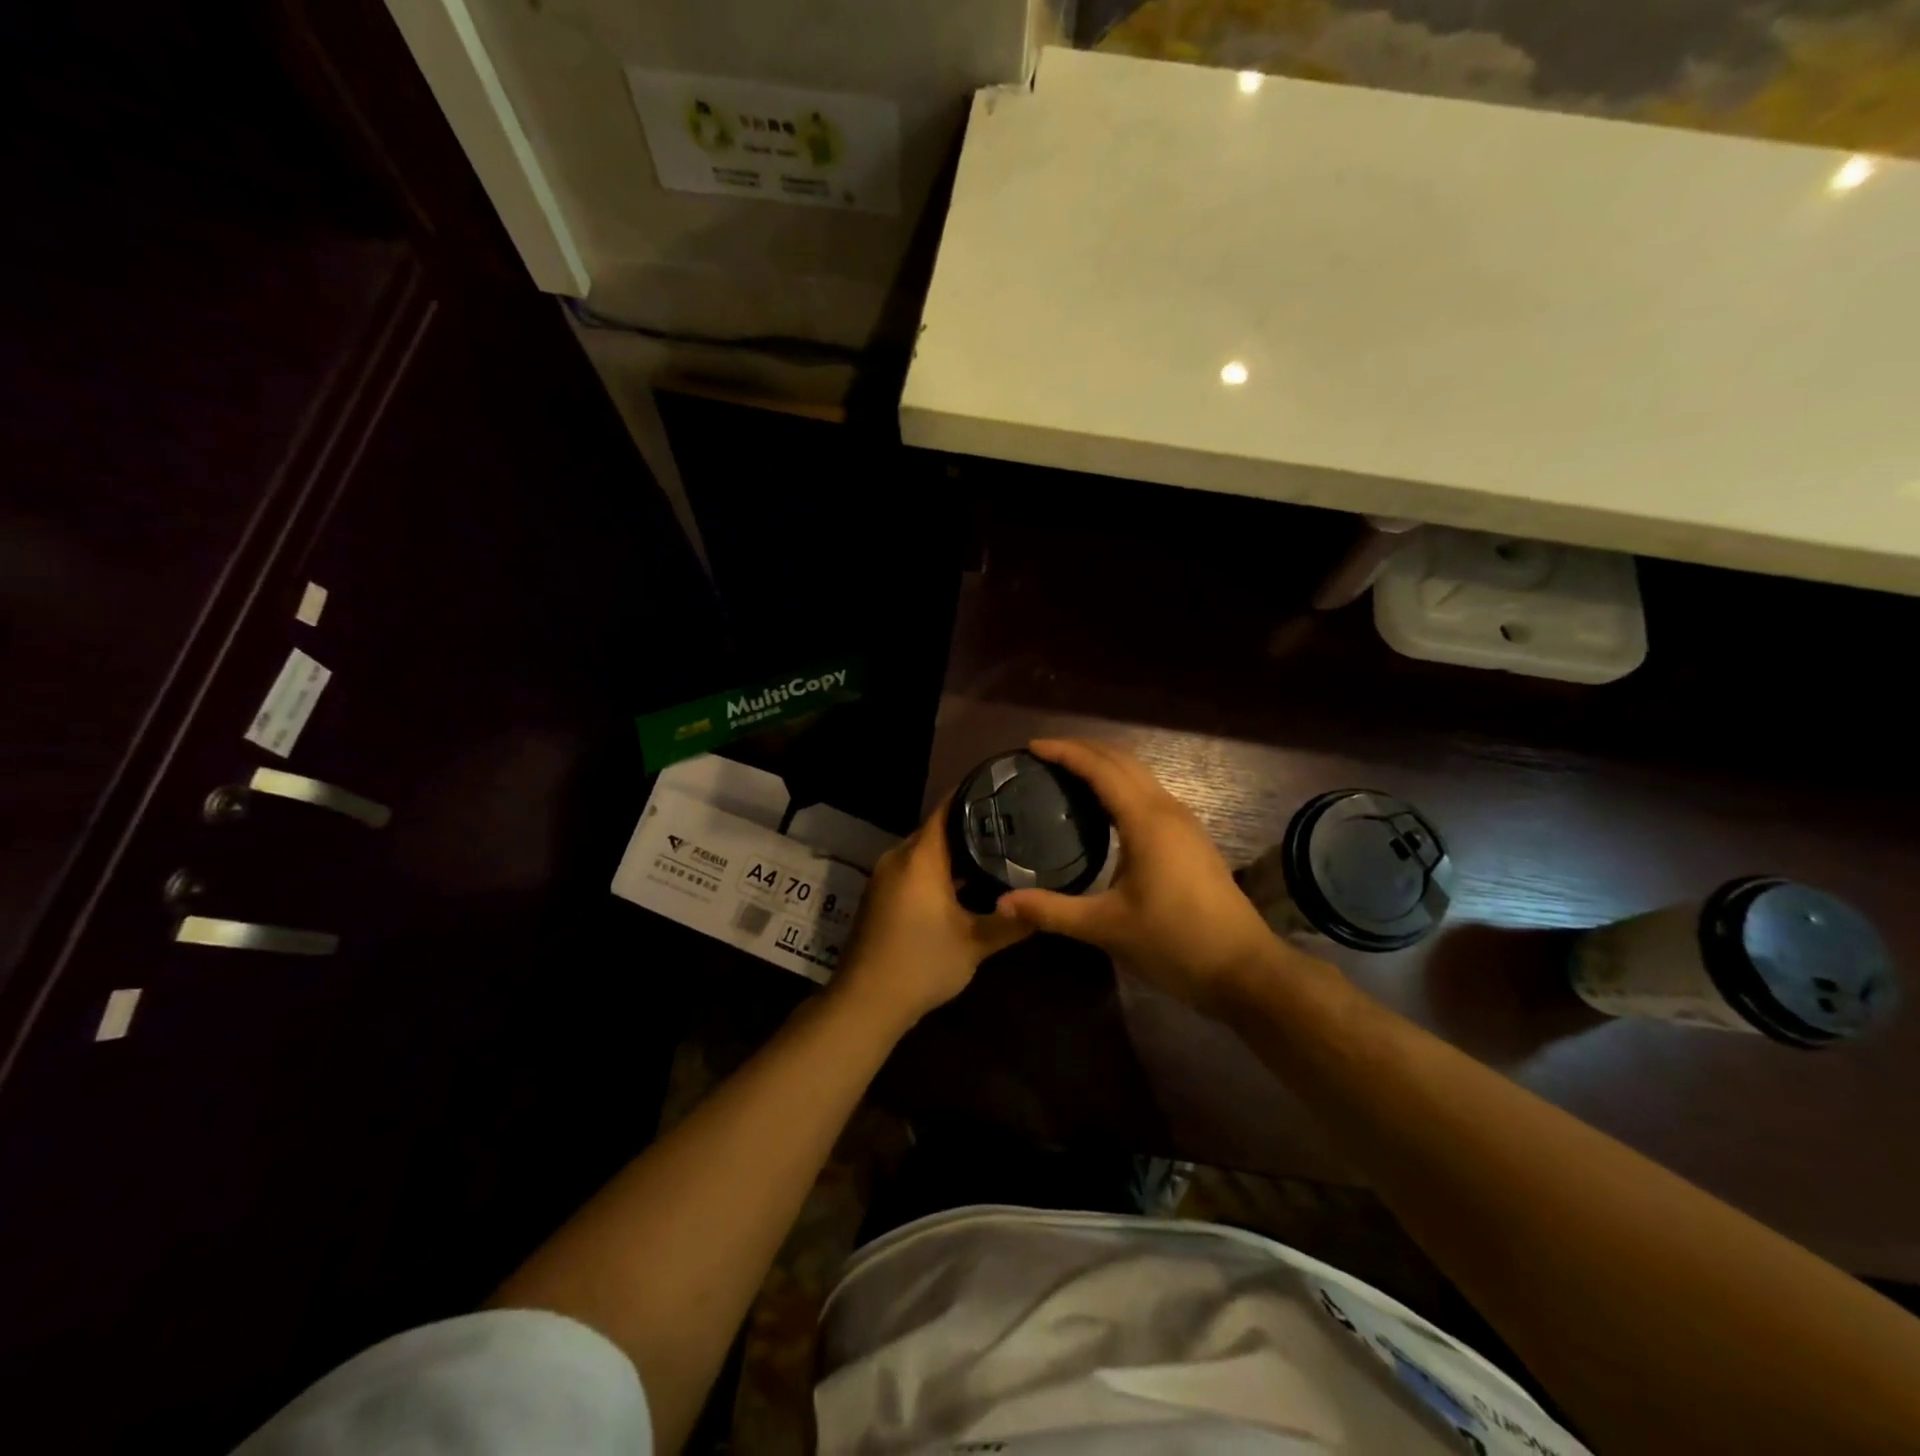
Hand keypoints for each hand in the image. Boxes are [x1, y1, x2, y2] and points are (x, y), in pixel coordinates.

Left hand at [829, 797, 1029, 1036]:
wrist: (865, 1003)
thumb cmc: (921, 964)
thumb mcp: (975, 944)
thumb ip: (1011, 921)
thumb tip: (1046, 906)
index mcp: (920, 858)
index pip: (948, 808)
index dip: (974, 794)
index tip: (1004, 788)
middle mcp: (899, 858)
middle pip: (938, 829)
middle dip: (972, 826)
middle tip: (1012, 823)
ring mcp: (885, 877)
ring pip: (926, 852)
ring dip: (956, 852)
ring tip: (997, 850)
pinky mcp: (881, 896)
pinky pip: (914, 869)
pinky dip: (939, 870)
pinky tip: (967, 883)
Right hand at [996, 739, 1296, 1014]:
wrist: (1244, 970)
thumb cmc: (1174, 942)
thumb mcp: (1106, 927)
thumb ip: (1052, 910)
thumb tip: (1001, 903)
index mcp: (1145, 820)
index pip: (1100, 768)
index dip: (1065, 752)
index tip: (1031, 747)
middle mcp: (1167, 810)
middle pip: (1122, 761)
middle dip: (1083, 750)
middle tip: (1044, 755)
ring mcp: (1185, 824)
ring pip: (1140, 776)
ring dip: (1105, 766)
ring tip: (1068, 774)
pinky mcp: (1191, 840)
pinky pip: (1150, 795)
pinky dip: (1121, 786)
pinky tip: (1104, 808)